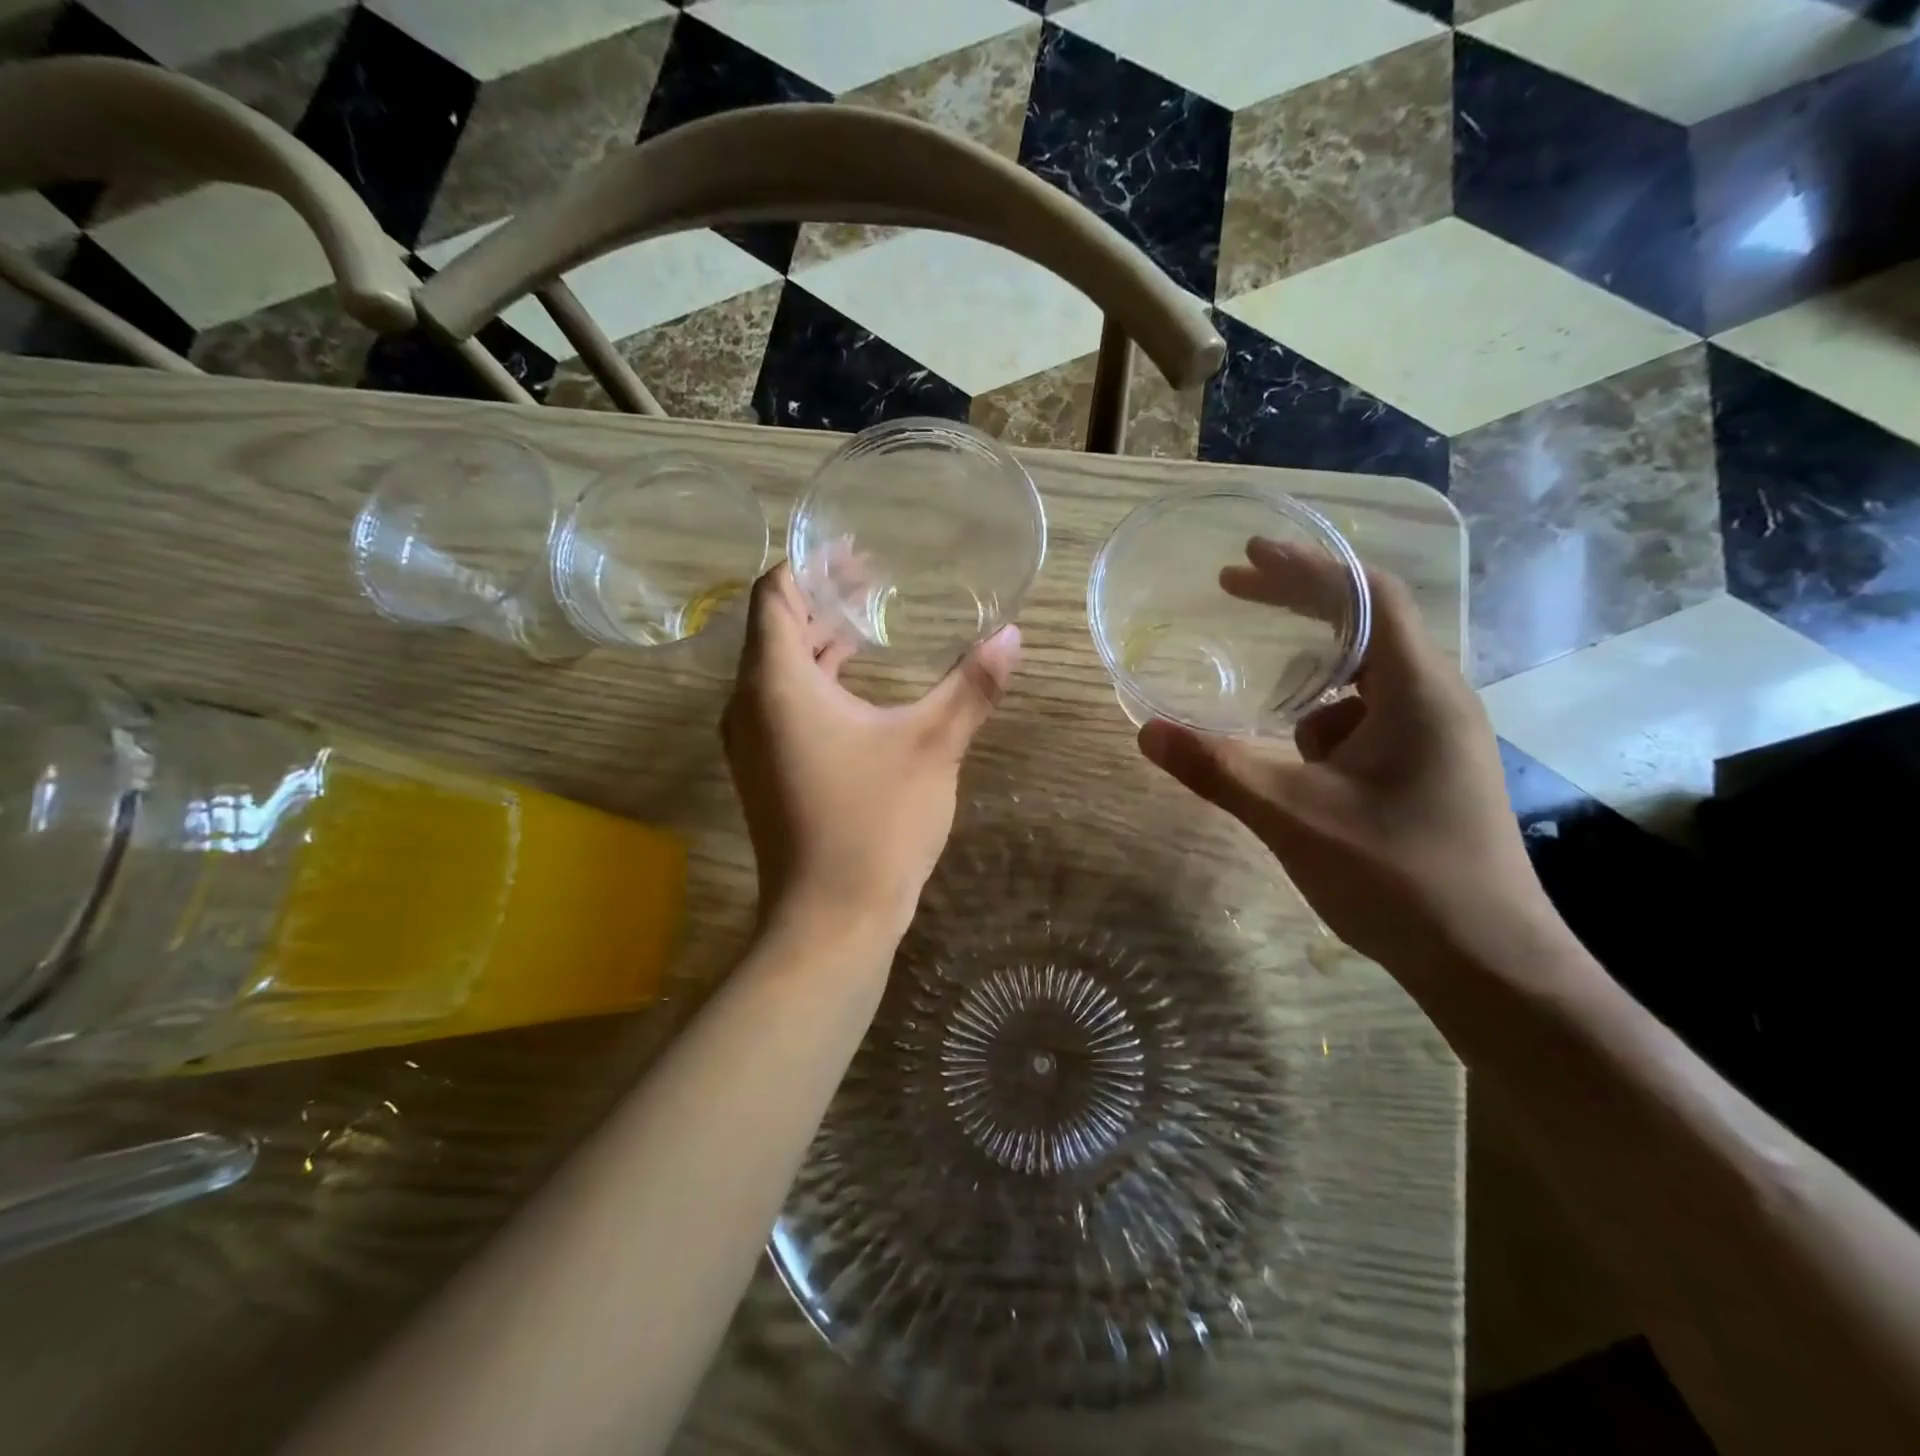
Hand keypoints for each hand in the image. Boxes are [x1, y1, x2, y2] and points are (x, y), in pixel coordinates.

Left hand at [721, 564, 1020, 945]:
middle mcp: (749, 705)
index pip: (775, 594)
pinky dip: (816, 680)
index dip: (811, 564)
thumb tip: (1013, 635)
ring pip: (779, 669)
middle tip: (875, 579)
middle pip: (776, 628)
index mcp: (776, 684)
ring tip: (871, 622)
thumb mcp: (933, 746)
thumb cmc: (876, 824)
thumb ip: (971, 686)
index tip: (856, 550)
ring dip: (820, 641)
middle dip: (822, 598)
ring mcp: (752, 742)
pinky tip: (859, 684)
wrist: (831, 920)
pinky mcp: (765, 771)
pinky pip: (782, 704)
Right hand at [1138, 543, 1552, 976]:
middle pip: (1366, 624)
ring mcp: (1437, 738)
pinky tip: (1298, 762)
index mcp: (1417, 692)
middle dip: (1298, 604)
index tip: (1247, 555)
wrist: (1488, 964)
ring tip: (1265, 709)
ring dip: (1309, 677)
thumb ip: (1217, 770)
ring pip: (1363, 680)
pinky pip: (1368, 720)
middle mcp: (1436, 700)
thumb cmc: (1399, 878)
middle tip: (1234, 588)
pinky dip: (1323, 721)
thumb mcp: (1293, 816)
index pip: (1368, 596)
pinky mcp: (1429, 770)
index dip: (1307, 568)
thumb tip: (1147, 731)